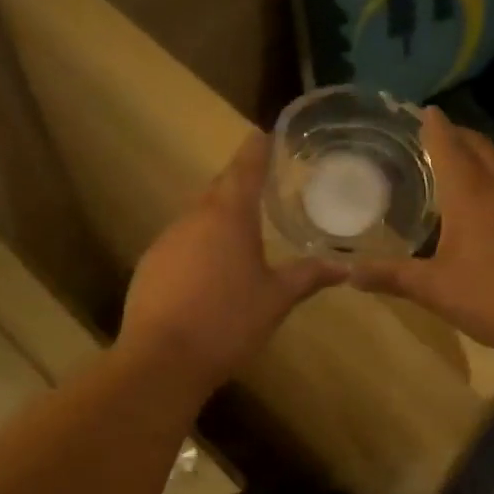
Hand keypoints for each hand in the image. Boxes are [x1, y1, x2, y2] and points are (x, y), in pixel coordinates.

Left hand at [119, 133, 344, 391]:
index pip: (244, 170)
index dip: (255, 150)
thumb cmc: (229, 321)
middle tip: (261, 185)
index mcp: (228, 217)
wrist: (162, 360)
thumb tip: (344, 267)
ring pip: (198, 219)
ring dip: (219, 220)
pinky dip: (199, 248)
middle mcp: (193, 219)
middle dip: (239, 185)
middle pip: (219, 191)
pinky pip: (181, 245)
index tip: (263, 133)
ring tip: (242, 234)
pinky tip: (210, 273)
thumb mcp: (277, 299)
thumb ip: (308, 276)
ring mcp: (165, 242)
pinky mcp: (149, 267)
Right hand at [350, 106, 493, 355]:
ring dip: (481, 155)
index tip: (424, 110)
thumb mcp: (433, 289)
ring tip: (463, 162)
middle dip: (458, 135)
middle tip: (437, 135)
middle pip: (479, 147)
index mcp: (471, 194)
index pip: (449, 146)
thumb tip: (346, 271)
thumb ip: (390, 276)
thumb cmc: (491, 298)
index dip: (434, 126)